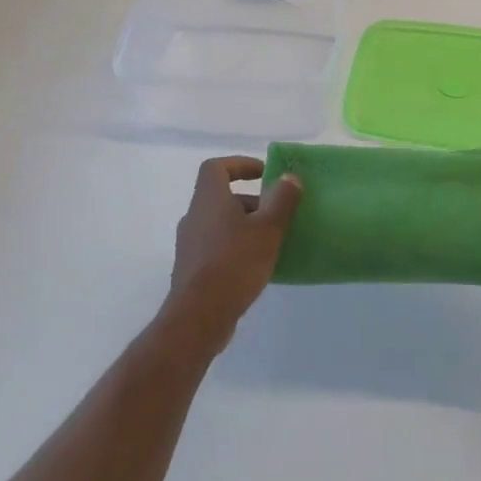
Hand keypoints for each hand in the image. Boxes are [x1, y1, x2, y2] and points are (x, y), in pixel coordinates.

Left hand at [166, 157, 301, 344]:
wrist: (199, 316)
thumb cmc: (235, 263)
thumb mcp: (268, 229)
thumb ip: (281, 200)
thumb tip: (290, 177)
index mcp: (209, 199)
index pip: (216, 167)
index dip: (240, 164)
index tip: (264, 173)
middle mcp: (194, 216)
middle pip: (222, 197)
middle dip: (252, 201)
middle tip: (277, 214)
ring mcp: (190, 244)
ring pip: (220, 223)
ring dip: (245, 225)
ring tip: (272, 241)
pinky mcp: (192, 268)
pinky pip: (217, 246)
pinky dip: (236, 247)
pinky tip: (256, 266)